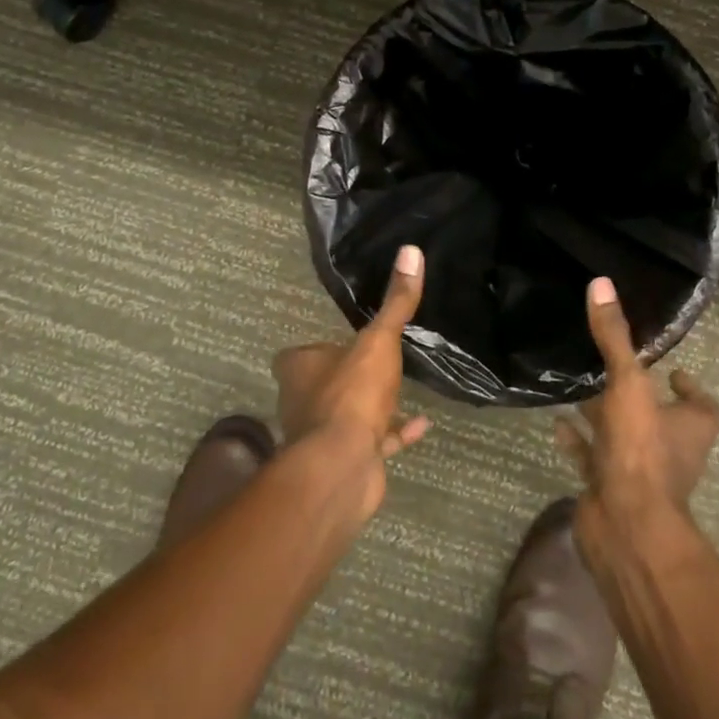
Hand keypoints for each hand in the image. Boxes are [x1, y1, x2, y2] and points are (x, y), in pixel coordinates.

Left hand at [273, 244, 431, 474]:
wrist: (343, 468)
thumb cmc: (351, 394)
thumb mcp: (379, 341)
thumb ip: (396, 302)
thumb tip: (411, 250)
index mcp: (300, 369)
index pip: (297, 355)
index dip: (315, 349)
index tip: (340, 340)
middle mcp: (303, 402)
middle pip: (322, 384)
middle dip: (345, 376)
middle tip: (375, 361)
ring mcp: (324, 436)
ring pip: (347, 415)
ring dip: (371, 407)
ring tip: (400, 390)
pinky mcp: (348, 460)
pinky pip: (374, 441)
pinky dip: (395, 432)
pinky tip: (422, 424)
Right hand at [555, 276, 718, 528]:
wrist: (624, 527)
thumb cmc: (640, 451)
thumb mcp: (628, 384)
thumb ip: (614, 338)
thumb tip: (601, 283)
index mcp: (689, 427)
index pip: (702, 406)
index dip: (689, 387)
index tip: (670, 368)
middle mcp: (669, 450)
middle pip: (657, 418)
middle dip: (636, 395)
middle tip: (610, 367)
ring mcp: (638, 472)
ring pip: (622, 437)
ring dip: (603, 416)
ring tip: (577, 387)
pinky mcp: (608, 488)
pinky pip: (592, 458)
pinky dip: (577, 441)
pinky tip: (556, 421)